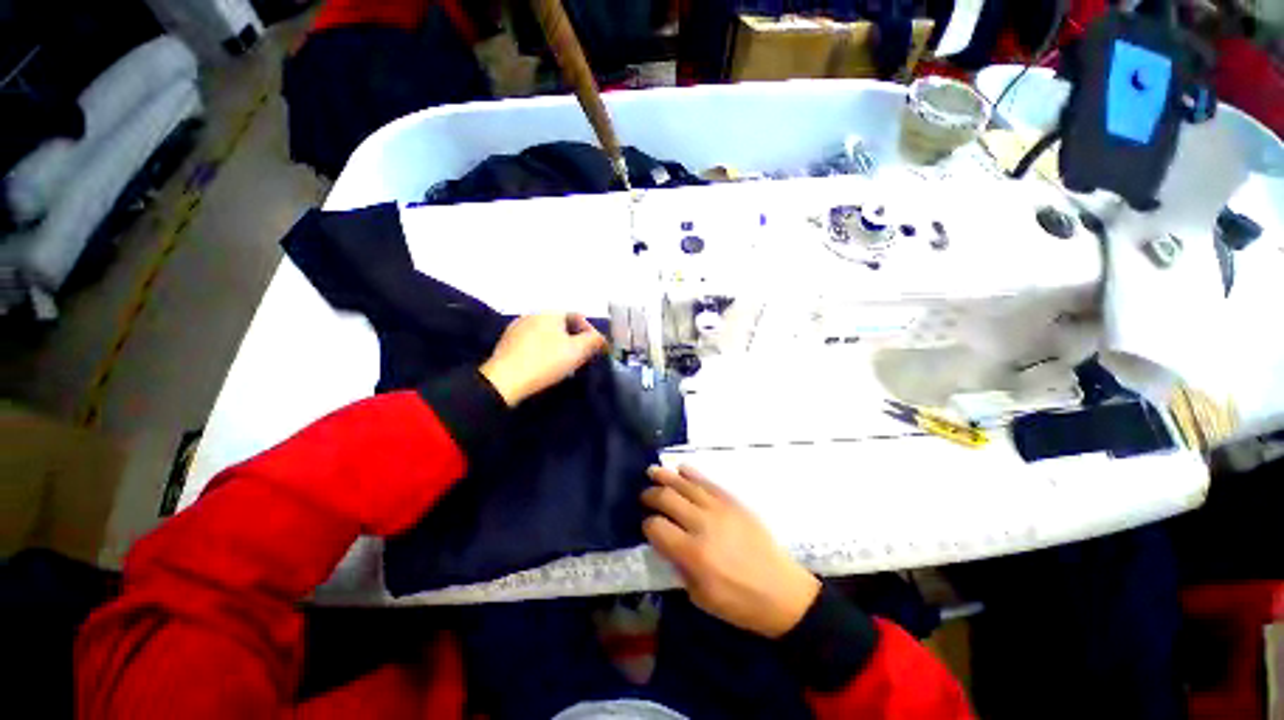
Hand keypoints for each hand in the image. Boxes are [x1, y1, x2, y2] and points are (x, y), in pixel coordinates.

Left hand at [480, 313, 606, 406]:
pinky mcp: (507, 342)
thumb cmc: (546, 361)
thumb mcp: (577, 352)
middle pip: (562, 324)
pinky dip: (543, 350)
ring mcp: (517, 327)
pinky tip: (544, 364)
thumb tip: (602, 338)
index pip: (578, 316)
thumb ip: (594, 341)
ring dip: (559, 345)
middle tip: (581, 357)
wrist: (504, 380)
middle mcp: (533, 314)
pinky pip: (533, 341)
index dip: (591, 332)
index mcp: (551, 312)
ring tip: (564, 363)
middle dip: (574, 339)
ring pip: (547, 333)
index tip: (595, 350)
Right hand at [642, 465, 820, 638]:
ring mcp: (719, 508)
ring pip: (685, 484)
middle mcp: (703, 524)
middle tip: (645, 496)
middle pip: (667, 498)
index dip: (648, 526)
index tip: (648, 528)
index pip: (657, 527)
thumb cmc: (739, 602)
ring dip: (666, 476)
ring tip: (653, 471)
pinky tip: (681, 469)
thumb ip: (678, 567)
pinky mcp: (733, 501)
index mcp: (693, 553)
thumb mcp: (701, 597)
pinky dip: (691, 474)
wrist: (782, 591)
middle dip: (651, 495)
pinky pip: (708, 482)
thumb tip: (666, 543)